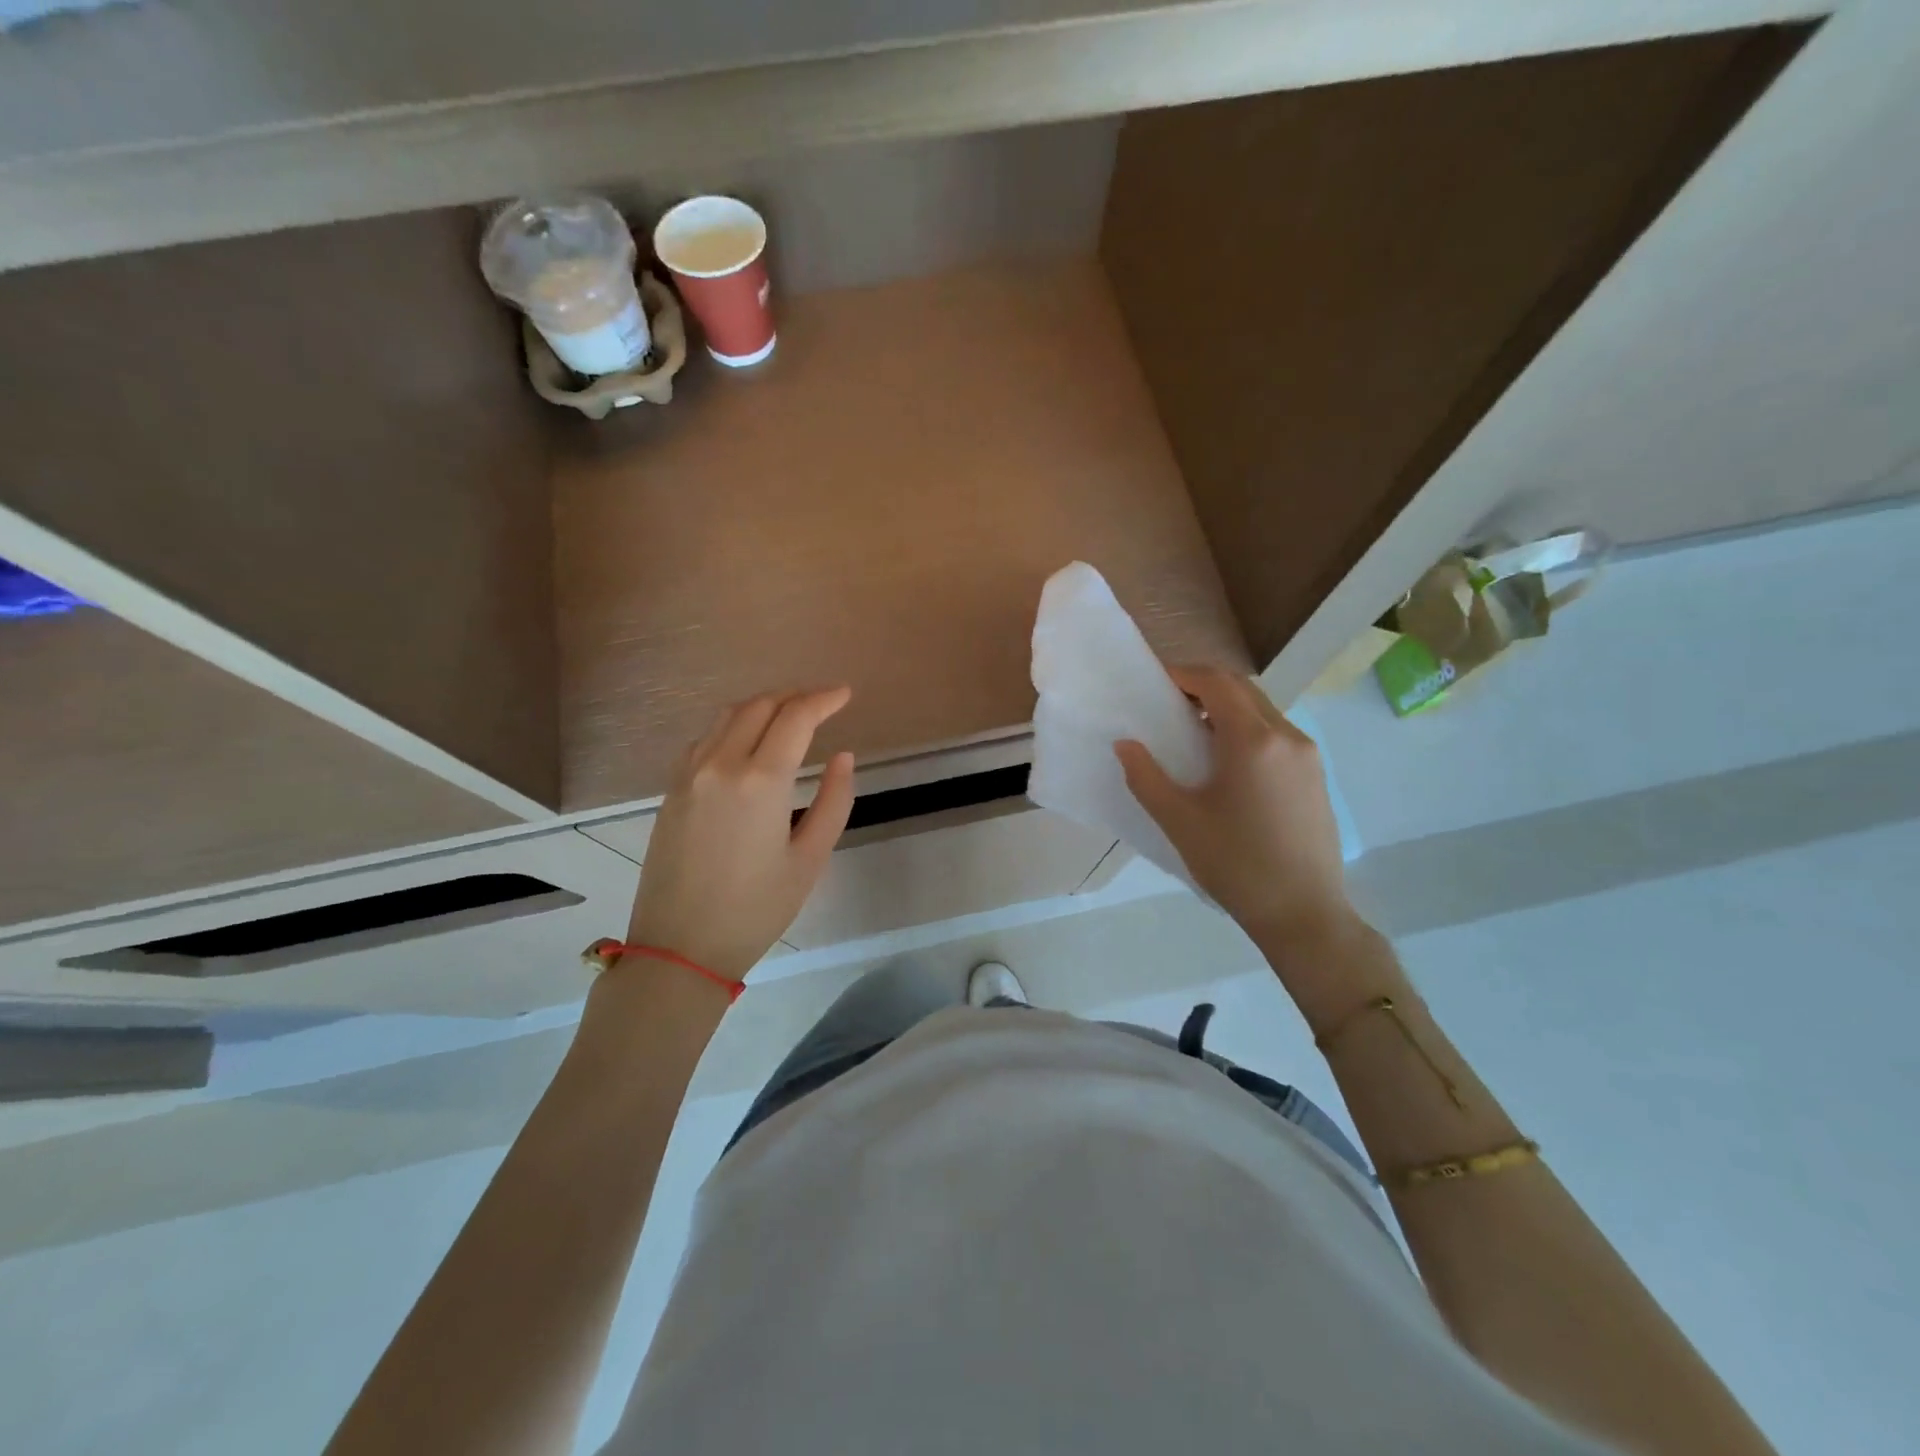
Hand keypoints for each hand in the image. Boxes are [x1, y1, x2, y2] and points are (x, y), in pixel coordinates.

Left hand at [625, 687, 855, 981]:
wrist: (680, 948)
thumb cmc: (756, 909)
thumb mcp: (810, 859)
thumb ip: (834, 800)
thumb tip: (842, 756)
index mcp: (761, 781)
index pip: (796, 717)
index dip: (824, 699)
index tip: (845, 694)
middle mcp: (720, 763)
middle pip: (760, 706)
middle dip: (795, 697)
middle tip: (822, 703)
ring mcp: (689, 773)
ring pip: (728, 716)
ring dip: (763, 706)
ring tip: (789, 715)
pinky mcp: (671, 788)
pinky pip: (705, 738)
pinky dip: (733, 726)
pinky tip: (748, 742)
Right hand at [1115, 665, 1361, 963]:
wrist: (1303, 914)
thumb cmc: (1235, 864)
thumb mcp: (1179, 821)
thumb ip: (1146, 776)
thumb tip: (1125, 744)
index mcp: (1253, 740)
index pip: (1217, 683)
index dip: (1183, 675)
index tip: (1155, 683)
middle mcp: (1287, 736)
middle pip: (1243, 690)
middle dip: (1204, 687)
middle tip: (1169, 705)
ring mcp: (1308, 756)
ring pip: (1263, 711)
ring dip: (1227, 708)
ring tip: (1193, 735)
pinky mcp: (1316, 776)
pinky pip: (1277, 734)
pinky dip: (1247, 730)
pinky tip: (1227, 764)